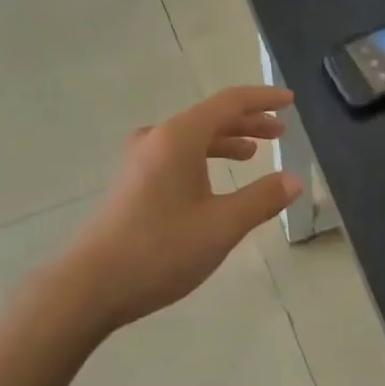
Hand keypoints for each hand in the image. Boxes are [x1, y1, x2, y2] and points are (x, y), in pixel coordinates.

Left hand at [66, 86, 301, 332]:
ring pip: (192, 139)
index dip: (263, 99)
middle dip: (248, 122)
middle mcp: (156, 139)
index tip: (290, 101)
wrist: (91, 286)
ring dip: (226, 141)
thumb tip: (294, 180)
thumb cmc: (161, 250)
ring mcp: (139, 161)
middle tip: (280, 131)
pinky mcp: (132, 184)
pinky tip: (214, 181)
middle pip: (209, 118)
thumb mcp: (222, 226)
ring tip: (254, 153)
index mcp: (178, 137)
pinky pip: (176, 157)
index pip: (229, 103)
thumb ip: (262, 199)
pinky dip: (203, 159)